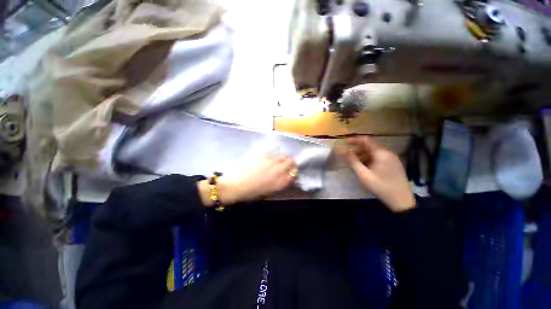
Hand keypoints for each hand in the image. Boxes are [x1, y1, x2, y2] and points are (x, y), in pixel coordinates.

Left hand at [198, 156, 296, 206]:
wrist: (235, 186)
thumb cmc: (251, 193)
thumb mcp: (268, 192)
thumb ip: (279, 183)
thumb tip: (285, 177)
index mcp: (280, 182)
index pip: (293, 174)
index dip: (293, 172)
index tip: (291, 172)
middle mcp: (278, 170)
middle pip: (290, 162)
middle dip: (291, 163)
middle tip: (288, 163)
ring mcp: (270, 161)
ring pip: (282, 156)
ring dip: (283, 158)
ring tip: (279, 159)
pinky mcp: (262, 155)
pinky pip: (272, 153)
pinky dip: (274, 155)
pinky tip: (270, 156)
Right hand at [343, 137, 414, 211]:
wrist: (401, 200)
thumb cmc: (381, 186)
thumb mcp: (364, 175)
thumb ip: (354, 162)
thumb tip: (347, 152)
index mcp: (381, 154)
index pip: (367, 140)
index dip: (355, 140)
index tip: (346, 142)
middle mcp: (388, 153)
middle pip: (371, 146)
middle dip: (358, 149)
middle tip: (349, 155)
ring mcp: (392, 159)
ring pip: (375, 152)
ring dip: (363, 155)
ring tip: (355, 162)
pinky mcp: (394, 164)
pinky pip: (379, 157)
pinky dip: (370, 159)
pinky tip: (365, 167)